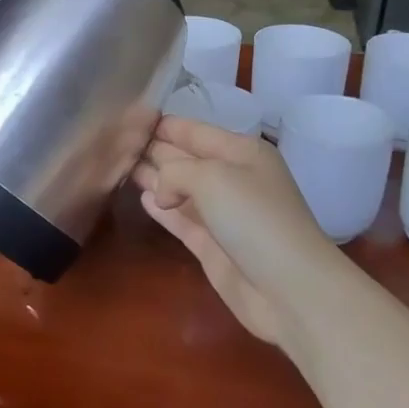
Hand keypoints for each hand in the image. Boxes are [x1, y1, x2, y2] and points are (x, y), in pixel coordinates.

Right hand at [132, 117, 341, 344]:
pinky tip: (143, 198)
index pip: (196, 131)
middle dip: (156, 149)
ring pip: (181, 189)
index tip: (131, 118)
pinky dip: (163, 209)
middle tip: (118, 143)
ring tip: (121, 166)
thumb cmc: (255, 218)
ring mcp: (223, 215)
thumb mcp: (213, 177)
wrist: (290, 288)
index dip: (166, 125)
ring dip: (155, 178)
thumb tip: (159, 194)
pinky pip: (182, 220)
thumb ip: (175, 172)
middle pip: (187, 159)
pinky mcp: (213, 247)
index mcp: (242, 153)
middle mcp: (233, 179)